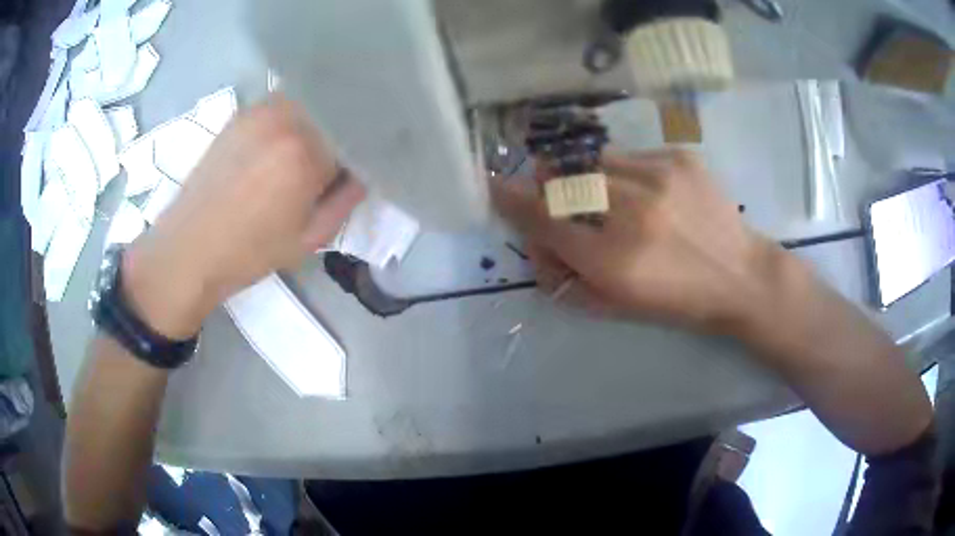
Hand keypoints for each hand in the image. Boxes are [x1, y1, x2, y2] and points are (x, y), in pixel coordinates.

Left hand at [124, 96, 365, 338]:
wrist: (188, 249)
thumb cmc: (249, 253)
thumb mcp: (309, 239)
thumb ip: (346, 201)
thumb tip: (361, 174)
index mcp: (306, 153)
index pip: (356, 140)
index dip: (360, 156)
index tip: (357, 172)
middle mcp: (285, 119)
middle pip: (334, 115)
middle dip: (340, 138)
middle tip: (333, 166)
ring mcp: (260, 111)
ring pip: (309, 107)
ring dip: (316, 126)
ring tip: (303, 158)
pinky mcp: (242, 114)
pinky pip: (282, 108)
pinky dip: (291, 122)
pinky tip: (278, 150)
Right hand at [492, 149, 778, 332]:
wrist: (741, 275)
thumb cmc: (679, 302)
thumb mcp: (615, 307)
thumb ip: (565, 276)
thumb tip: (536, 240)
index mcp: (613, 260)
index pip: (543, 219)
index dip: (511, 199)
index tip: (494, 186)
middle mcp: (631, 211)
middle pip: (561, 179)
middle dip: (546, 185)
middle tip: (551, 194)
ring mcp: (657, 176)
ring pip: (592, 160)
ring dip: (584, 176)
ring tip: (604, 195)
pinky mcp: (678, 158)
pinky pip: (628, 156)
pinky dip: (621, 172)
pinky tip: (645, 193)